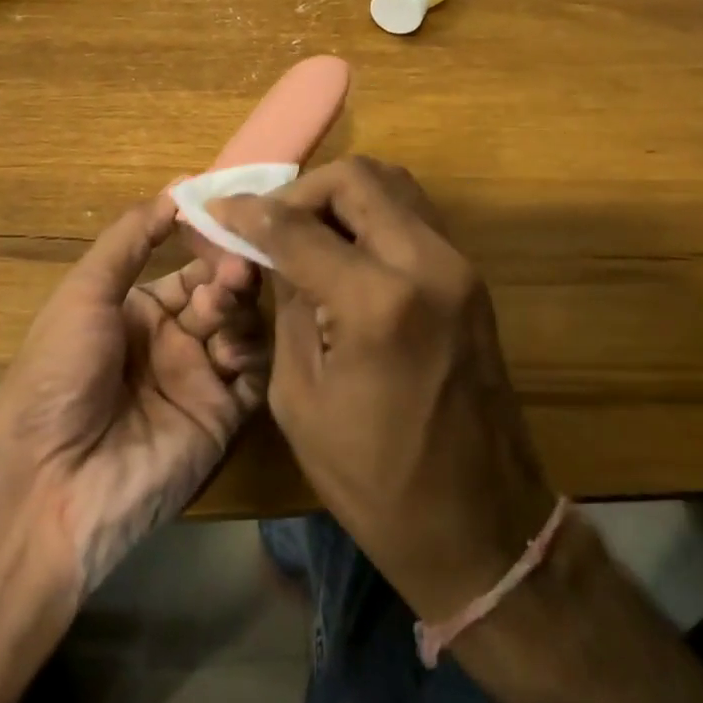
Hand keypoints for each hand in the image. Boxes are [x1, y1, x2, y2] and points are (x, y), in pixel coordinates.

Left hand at [0, 196, 268, 593]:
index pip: (191, 267)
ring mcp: (199, 379)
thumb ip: (130, 238)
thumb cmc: (59, 374)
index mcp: (139, 311)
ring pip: (242, 327)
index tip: (229, 218)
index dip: (209, 244)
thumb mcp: (84, 293)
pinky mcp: (221, 418)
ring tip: (225, 299)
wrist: (49, 483)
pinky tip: (230, 348)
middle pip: (222, 293)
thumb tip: (178, 187)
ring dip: (238, 307)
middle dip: (229, 272)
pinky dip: (251, 354)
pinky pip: (252, 375)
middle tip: (234, 264)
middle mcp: (173, 341)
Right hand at [211, 157, 556, 623]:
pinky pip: (413, 215)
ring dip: (340, 197)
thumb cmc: (376, 481)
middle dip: (302, 191)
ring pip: (393, 184)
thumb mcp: (301, 398)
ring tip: (304, 234)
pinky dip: (371, 214)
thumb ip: (288, 306)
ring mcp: (459, 266)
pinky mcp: (470, 278)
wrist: (482, 525)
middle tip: (270, 225)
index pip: (299, 226)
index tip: (220, 211)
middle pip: (357, 178)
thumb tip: (274, 251)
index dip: (250, 213)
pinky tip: (343, 251)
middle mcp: (428, 265)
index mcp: (379, 303)